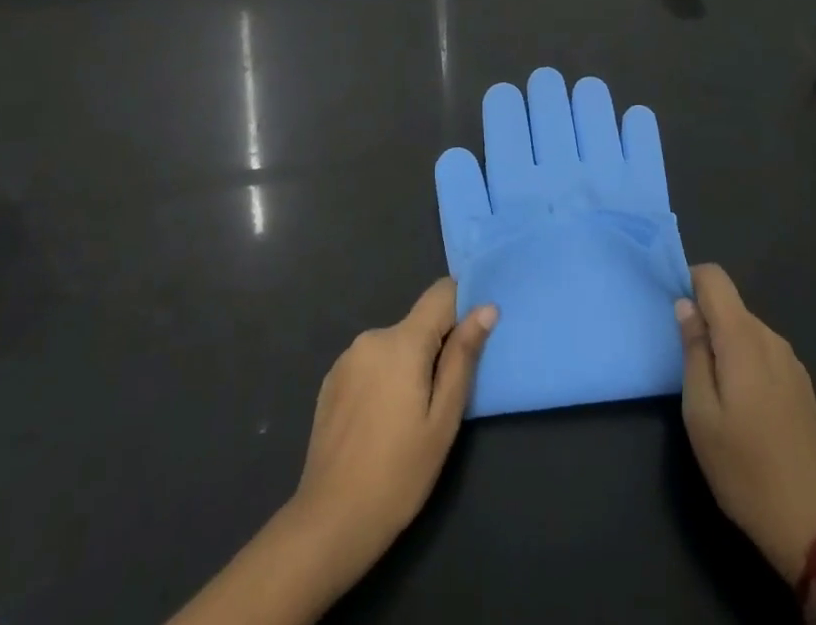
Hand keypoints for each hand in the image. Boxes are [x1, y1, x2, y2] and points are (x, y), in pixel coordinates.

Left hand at [168, 280, 495, 624]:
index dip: (462, 306)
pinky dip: (383, 379)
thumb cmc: (398, 474)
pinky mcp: (331, 381)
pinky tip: (379, 423)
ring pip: (394, 346)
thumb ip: (463, 358)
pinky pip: (370, 364)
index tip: (474, 339)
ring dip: (408, 366)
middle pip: (418, 324)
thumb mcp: (443, 420)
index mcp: (402, 341)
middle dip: (435, 349)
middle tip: (441, 400)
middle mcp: (372, 337)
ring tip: (408, 418)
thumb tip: (486, 309)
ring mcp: (346, 358)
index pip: (441, 293)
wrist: (329, 522)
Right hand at [677, 263, 815, 584]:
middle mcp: (771, 339)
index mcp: (744, 339)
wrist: (814, 527)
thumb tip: (686, 306)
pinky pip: (765, 353)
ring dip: (725, 345)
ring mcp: (792, 363)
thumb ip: (693, 352)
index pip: (715, 278)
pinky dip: (746, 363)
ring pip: (747, 330)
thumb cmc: (745, 470)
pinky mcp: (804, 386)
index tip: (673, 313)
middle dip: (705, 321)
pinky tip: (744, 408)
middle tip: (687, 366)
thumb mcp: (701, 414)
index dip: (689, 282)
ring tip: (714, 393)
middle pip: (730, 306)